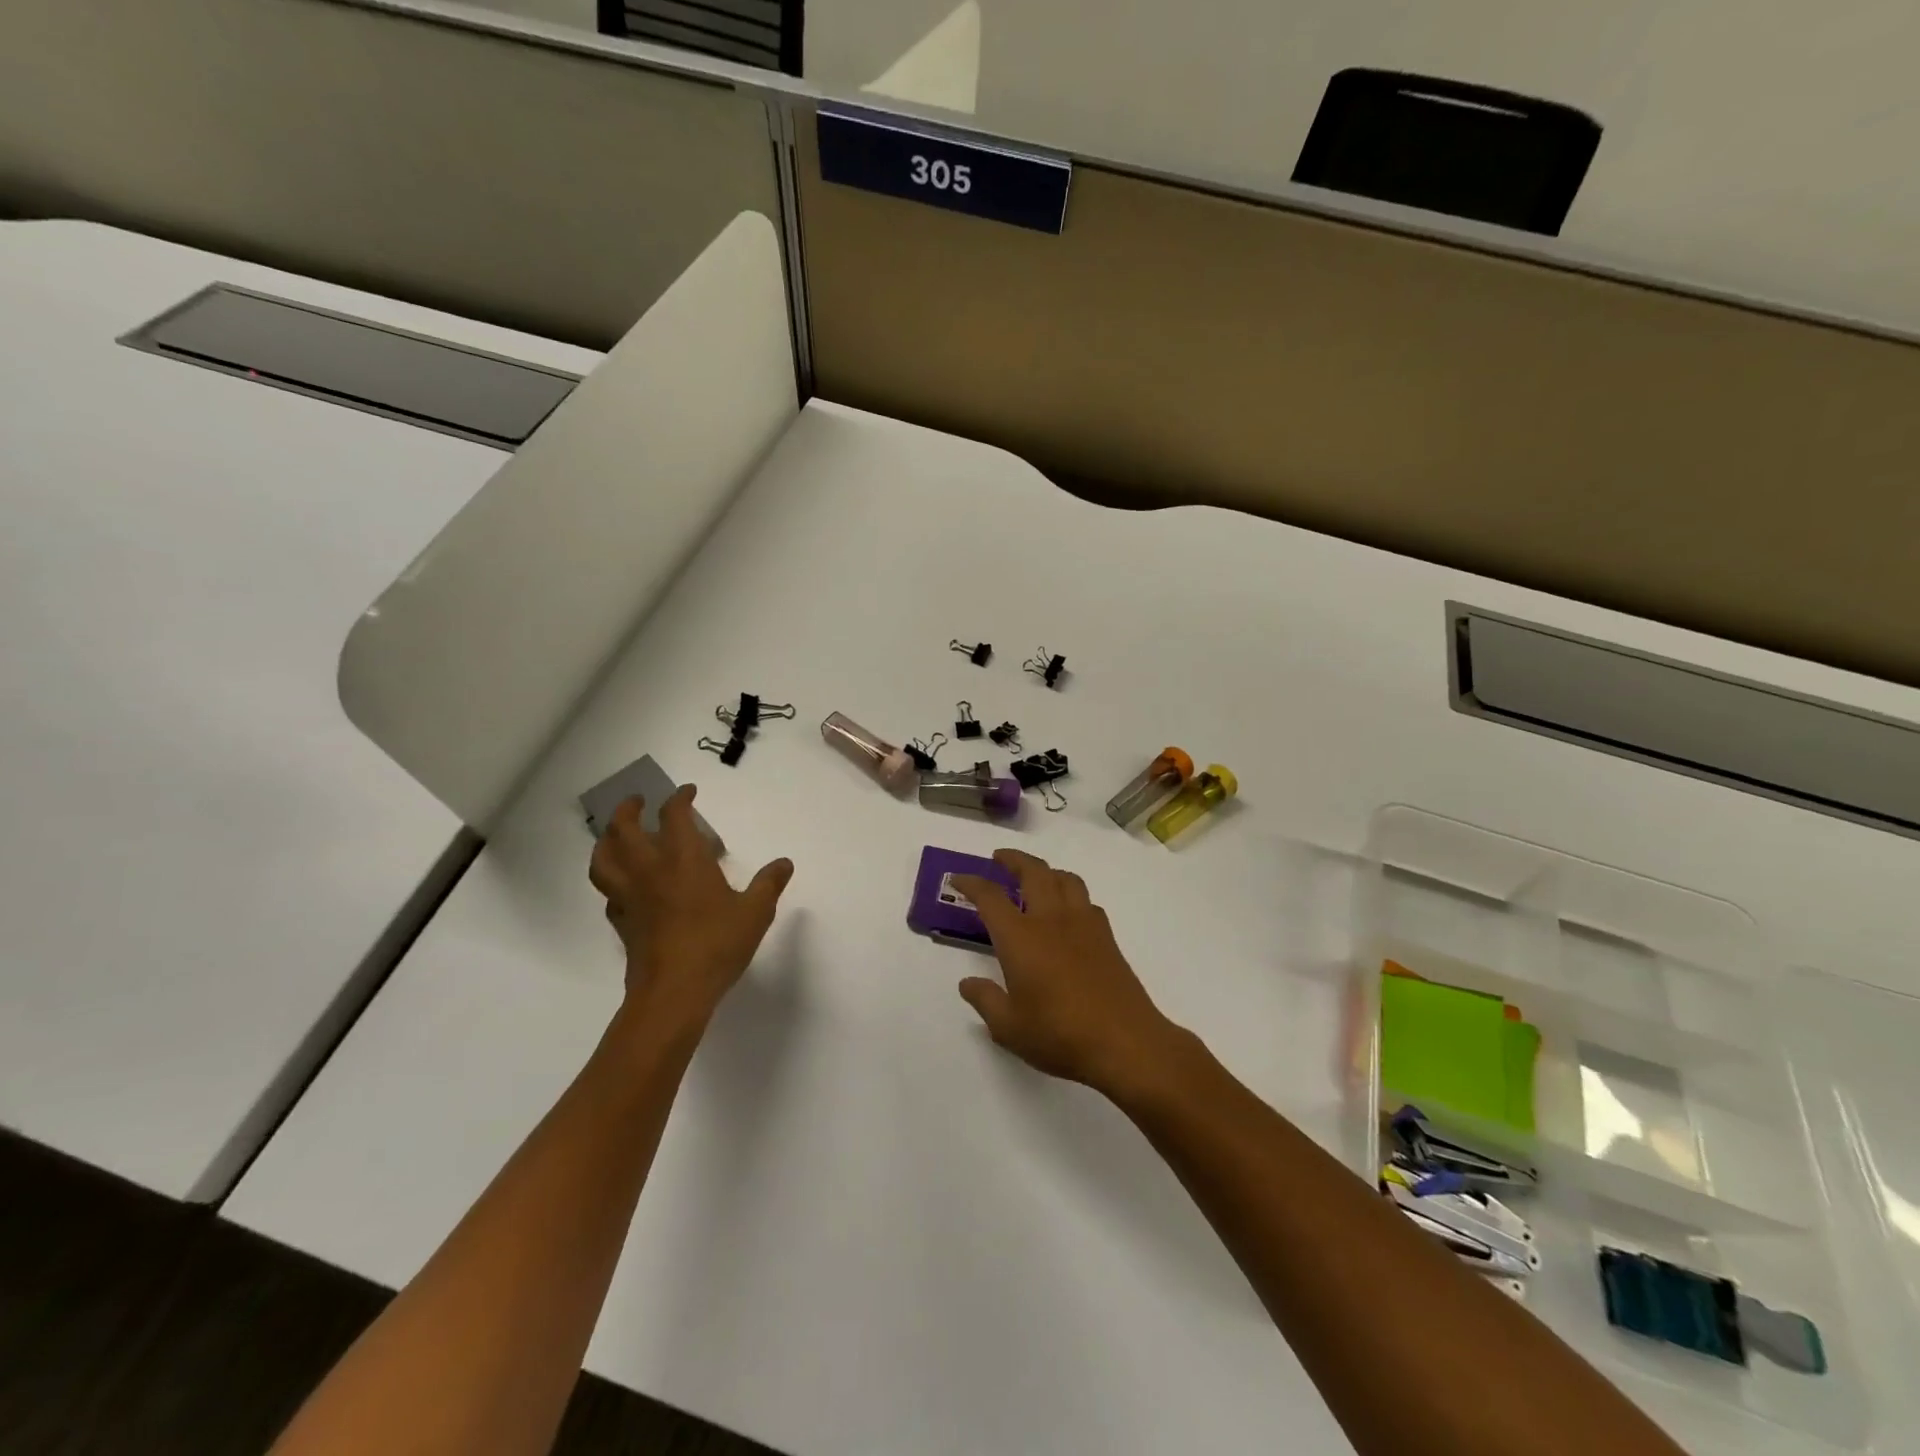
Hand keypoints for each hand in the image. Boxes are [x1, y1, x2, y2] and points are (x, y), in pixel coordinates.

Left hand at [588, 787, 793, 1024]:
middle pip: (623, 829)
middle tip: (638, 802)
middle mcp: (650, 870)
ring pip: (603, 859)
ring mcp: (630, 896)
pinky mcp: (622, 922)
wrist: (673, 992)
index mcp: (683, 859)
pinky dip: (613, 881)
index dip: (680, 798)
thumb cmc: (717, 944)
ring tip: (615, 836)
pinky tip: (626, 886)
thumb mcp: (755, 912)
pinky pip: (609, 893)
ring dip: (606, 840)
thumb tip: (785, 863)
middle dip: (629, 809)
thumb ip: (769, 884)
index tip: (688, 791)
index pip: (674, 815)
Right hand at [952, 850, 1182, 1094]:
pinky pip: (1086, 900)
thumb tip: (968, 984)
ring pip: (1065, 878)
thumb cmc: (1059, 1034)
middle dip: (1013, 859)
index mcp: (1020, 937)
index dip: (972, 883)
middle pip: (1033, 871)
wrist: (1125, 1042)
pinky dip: (1070, 894)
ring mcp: (1083, 924)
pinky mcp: (1106, 936)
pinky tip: (1067, 913)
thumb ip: (985, 1000)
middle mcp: (1051, 919)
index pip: (990, 897)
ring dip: (1046, 870)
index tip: (959, 878)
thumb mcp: (1009, 1027)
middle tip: (999, 859)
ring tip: (1035, 878)